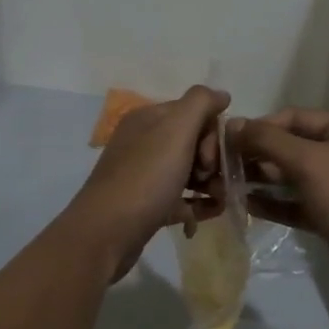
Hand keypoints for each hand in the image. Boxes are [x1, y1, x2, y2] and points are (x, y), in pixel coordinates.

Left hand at [66, 85, 230, 280]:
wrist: (106, 234)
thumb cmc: (145, 178)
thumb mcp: (175, 131)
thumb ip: (200, 103)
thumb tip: (221, 94)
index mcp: (149, 119)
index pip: (194, 112)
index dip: (212, 133)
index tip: (213, 157)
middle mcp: (145, 142)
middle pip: (193, 142)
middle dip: (212, 160)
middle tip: (213, 180)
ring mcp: (145, 175)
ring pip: (189, 171)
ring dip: (210, 183)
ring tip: (221, 200)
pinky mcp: (147, 205)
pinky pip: (181, 199)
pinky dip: (199, 203)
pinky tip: (213, 213)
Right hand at [232, 109, 328, 298]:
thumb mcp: (309, 162)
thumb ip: (268, 141)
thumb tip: (233, 124)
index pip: (294, 117)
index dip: (260, 127)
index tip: (226, 140)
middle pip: (292, 146)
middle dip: (258, 155)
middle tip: (223, 166)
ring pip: (293, 176)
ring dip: (262, 179)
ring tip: (228, 185)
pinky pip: (298, 202)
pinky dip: (275, 203)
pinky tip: (247, 205)